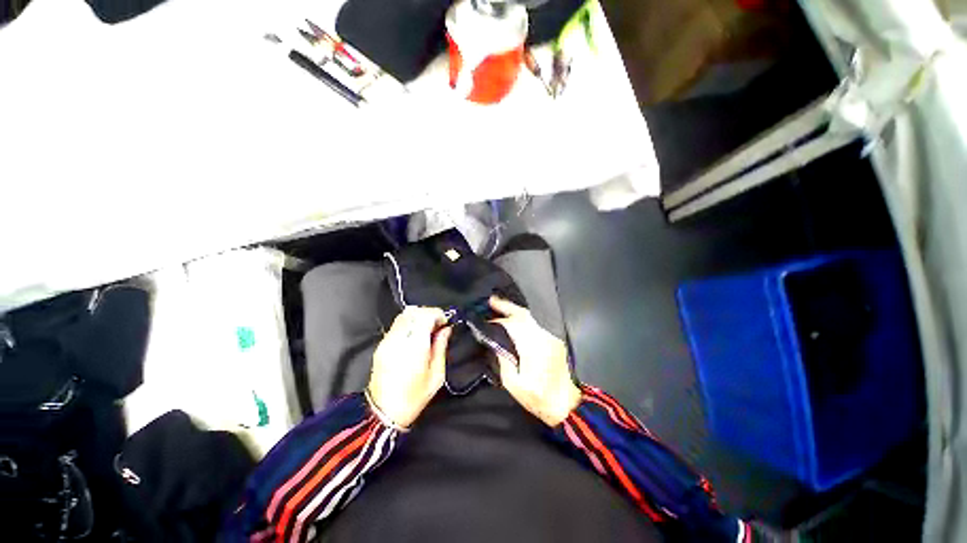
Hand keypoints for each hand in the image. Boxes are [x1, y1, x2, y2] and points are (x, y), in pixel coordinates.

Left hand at [368, 307, 451, 428]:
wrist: (383, 413)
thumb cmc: (414, 397)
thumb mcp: (436, 375)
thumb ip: (441, 347)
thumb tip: (446, 329)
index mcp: (414, 347)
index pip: (425, 315)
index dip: (437, 314)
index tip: (445, 322)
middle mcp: (398, 339)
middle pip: (413, 311)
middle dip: (429, 313)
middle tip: (438, 325)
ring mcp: (387, 341)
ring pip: (403, 315)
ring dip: (418, 316)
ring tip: (427, 329)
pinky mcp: (381, 345)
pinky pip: (397, 324)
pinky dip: (409, 323)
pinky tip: (415, 335)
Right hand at [490, 296, 580, 425]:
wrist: (565, 403)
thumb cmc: (537, 396)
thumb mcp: (513, 384)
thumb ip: (503, 360)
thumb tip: (494, 343)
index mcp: (532, 346)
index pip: (511, 325)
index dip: (496, 322)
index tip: (484, 322)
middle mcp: (542, 335)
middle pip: (522, 314)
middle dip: (506, 306)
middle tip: (491, 300)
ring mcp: (550, 335)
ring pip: (531, 315)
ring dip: (515, 309)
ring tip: (500, 305)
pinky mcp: (554, 338)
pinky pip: (537, 321)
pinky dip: (525, 316)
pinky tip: (516, 316)